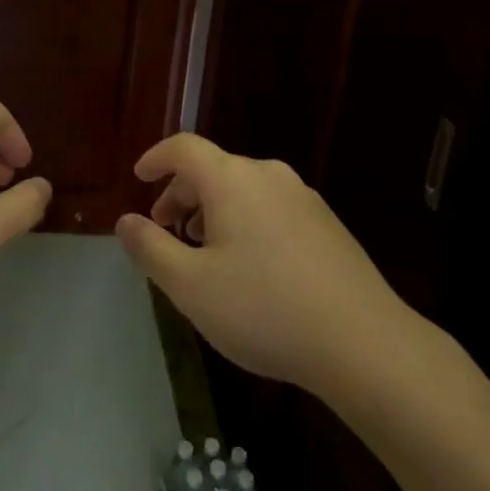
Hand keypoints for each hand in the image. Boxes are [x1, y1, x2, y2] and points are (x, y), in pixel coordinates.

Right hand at [115, 133, 418, 395]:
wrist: (364, 343)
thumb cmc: (264, 309)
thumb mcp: (190, 286)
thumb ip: (150, 248)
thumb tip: (125, 221)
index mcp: (231, 179)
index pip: (184, 147)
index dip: (156, 158)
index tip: (138, 179)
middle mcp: (268, 175)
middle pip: (213, 169)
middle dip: (181, 194)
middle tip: (166, 231)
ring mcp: (303, 197)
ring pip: (243, 190)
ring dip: (213, 211)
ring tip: (204, 253)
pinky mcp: (326, 224)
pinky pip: (270, 208)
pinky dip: (245, 222)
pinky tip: (249, 268)